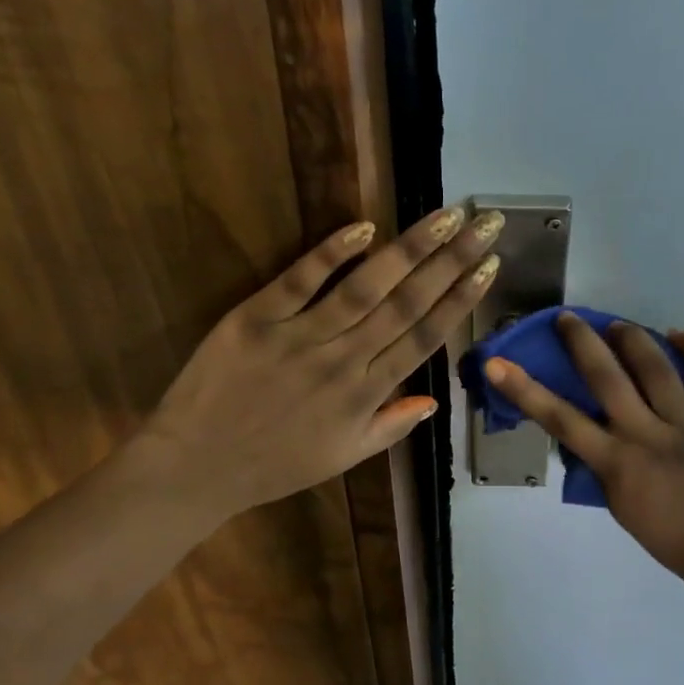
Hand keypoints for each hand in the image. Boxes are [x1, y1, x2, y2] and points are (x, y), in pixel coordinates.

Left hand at [138, 207, 502, 517]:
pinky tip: (365, 227)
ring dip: (409, 249)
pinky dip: (331, 252)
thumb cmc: (274, 466)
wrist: (195, 467)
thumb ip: (391, 426)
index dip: (460, 299)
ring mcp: (299, 337)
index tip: (488, 266)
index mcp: (366, 395)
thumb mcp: (342, 457)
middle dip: (451, 260)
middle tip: (485, 223)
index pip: (424, 338)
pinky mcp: (255, 318)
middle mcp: (343, 361)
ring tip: (444, 216)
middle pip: (406, 303)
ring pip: (365, 287)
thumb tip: (436, 400)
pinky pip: (299, 280)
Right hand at [483, 314, 683, 587]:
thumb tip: (584, 421)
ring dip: (632, 338)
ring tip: (617, 325)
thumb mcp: (614, 500)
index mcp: (616, 463)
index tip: (498, 364)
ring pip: (657, 367)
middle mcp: (649, 436)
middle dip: (582, 341)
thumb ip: (598, 459)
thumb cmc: (661, 530)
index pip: (561, 419)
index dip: (525, 389)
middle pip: (608, 378)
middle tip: (567, 318)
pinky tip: (677, 335)